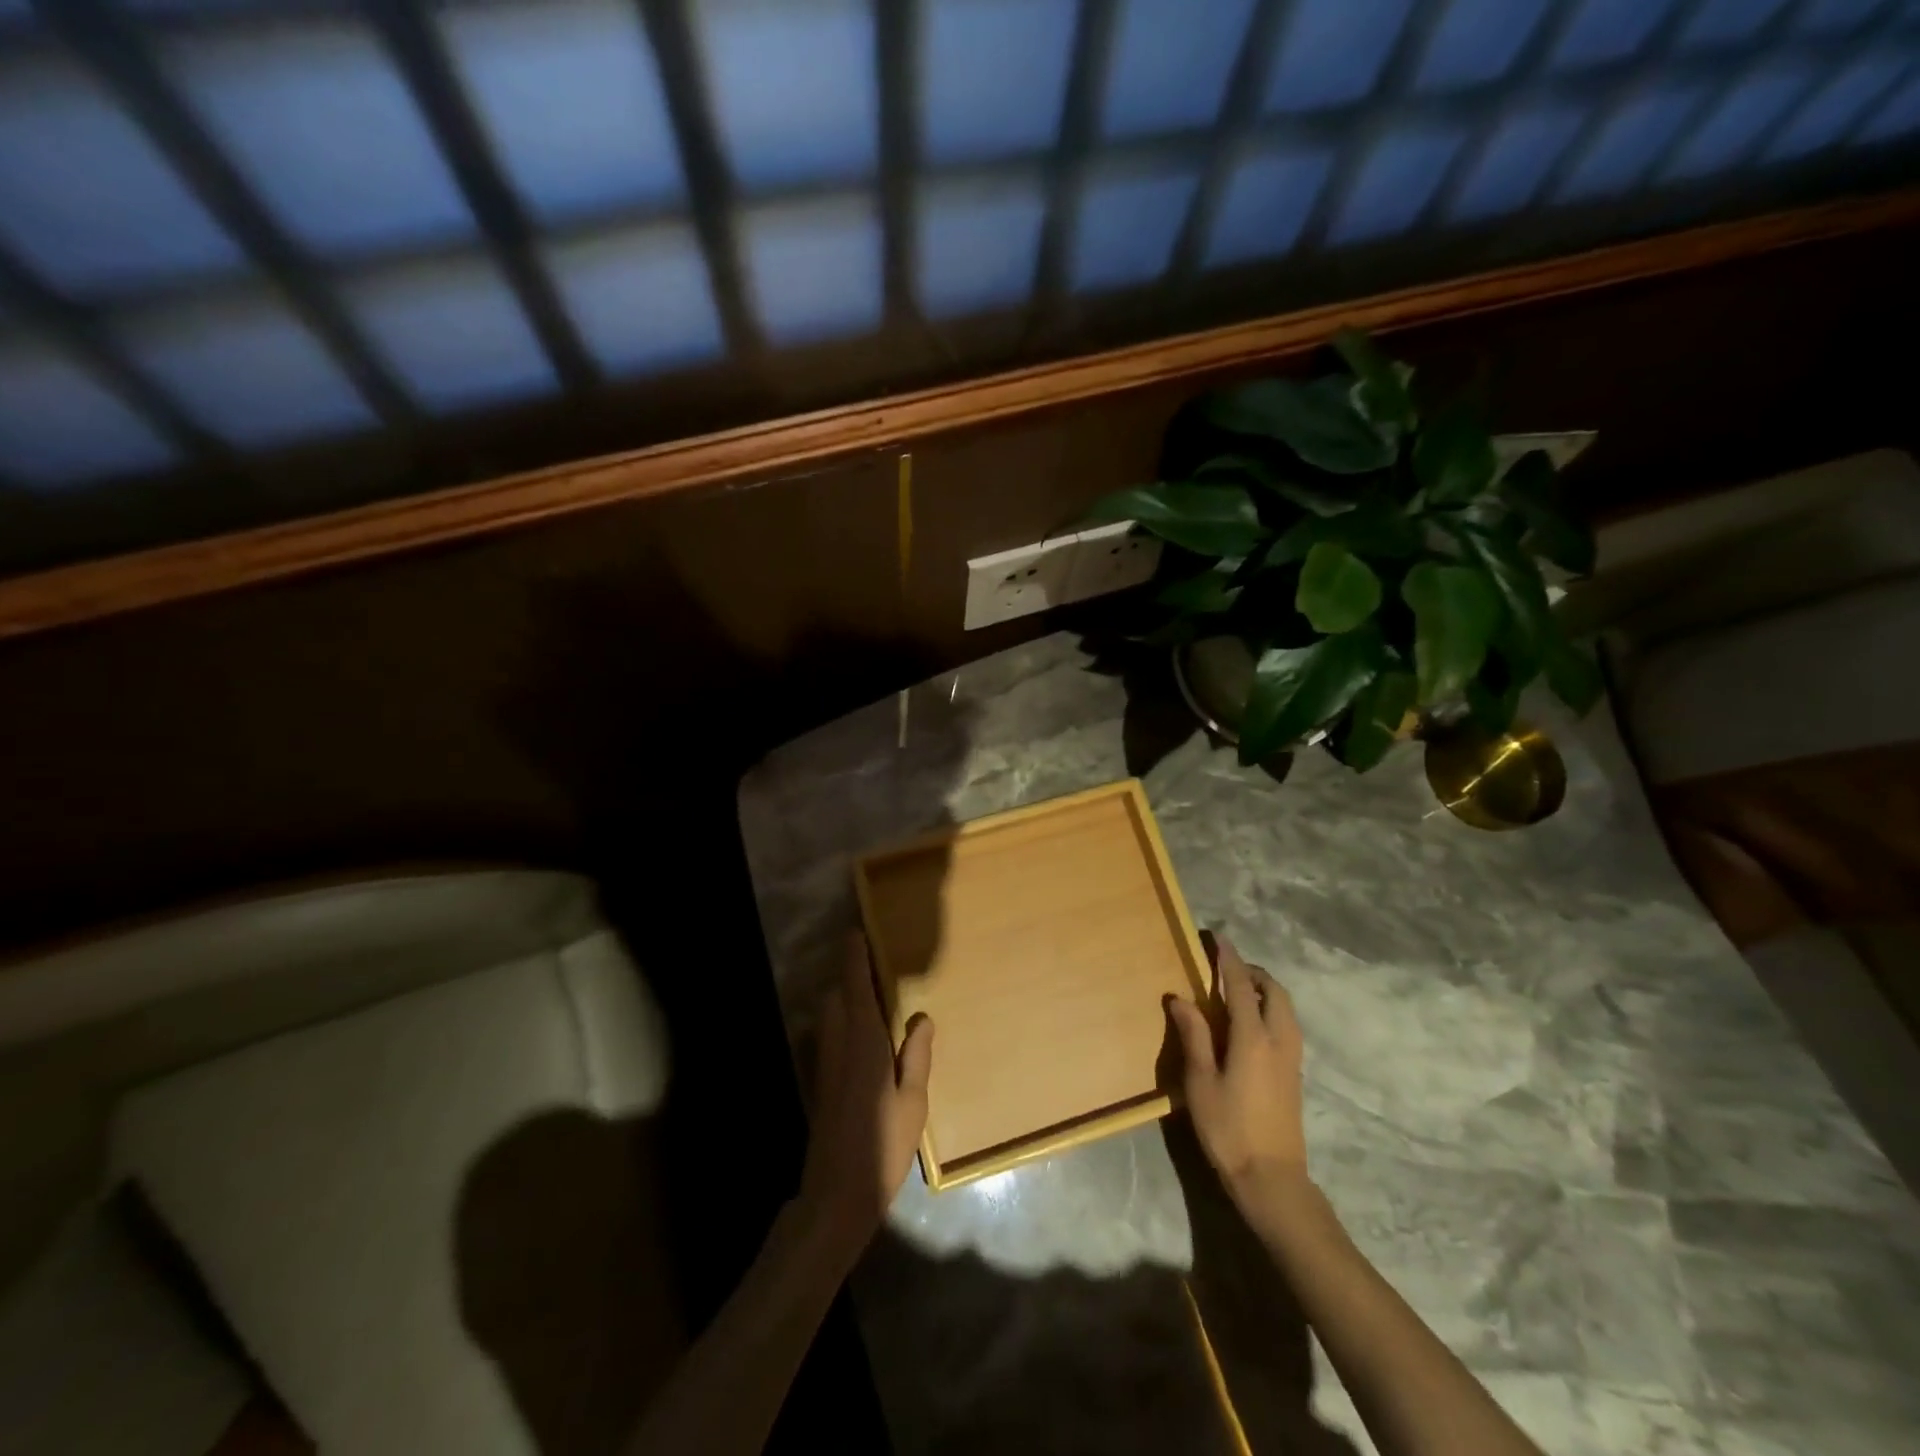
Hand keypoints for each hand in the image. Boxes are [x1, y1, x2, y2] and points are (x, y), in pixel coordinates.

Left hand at [797, 934, 933, 1259]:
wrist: (836, 1194)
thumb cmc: (883, 1146)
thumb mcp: (913, 1102)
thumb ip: (916, 1055)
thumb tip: (922, 1016)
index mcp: (864, 1041)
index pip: (854, 985)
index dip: (854, 956)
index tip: (857, 931)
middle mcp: (838, 1044)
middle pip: (836, 995)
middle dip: (849, 974)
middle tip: (874, 964)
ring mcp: (824, 1063)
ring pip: (828, 1014)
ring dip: (844, 997)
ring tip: (870, 995)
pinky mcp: (818, 1082)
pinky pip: (827, 1034)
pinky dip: (840, 1020)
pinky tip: (860, 1037)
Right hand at [1166, 935, 1308, 1199]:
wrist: (1272, 1179)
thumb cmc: (1229, 1129)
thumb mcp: (1201, 1082)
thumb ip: (1194, 1035)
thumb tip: (1180, 998)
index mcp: (1253, 1038)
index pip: (1241, 985)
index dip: (1229, 959)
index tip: (1218, 937)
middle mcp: (1279, 1040)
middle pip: (1274, 991)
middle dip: (1252, 972)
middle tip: (1225, 967)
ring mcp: (1292, 1058)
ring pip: (1285, 1008)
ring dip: (1264, 990)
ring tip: (1236, 991)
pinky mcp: (1295, 1074)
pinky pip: (1286, 1024)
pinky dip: (1270, 1009)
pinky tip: (1249, 1023)